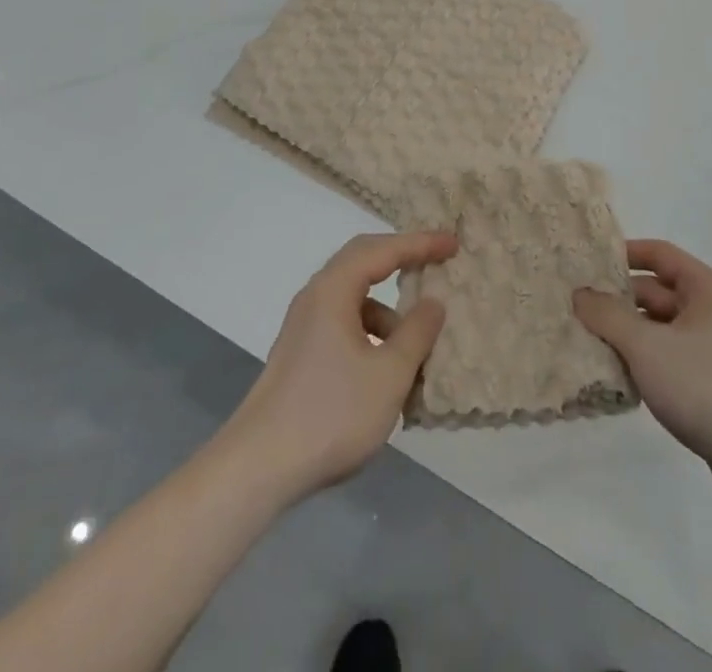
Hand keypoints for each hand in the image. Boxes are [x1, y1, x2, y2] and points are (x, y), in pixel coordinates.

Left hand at [222, 231, 456, 504]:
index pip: (382, 250)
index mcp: (334, 290)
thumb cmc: (331, 413)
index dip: (420, 243)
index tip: (452, 243)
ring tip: (418, 343)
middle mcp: (316, 296)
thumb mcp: (389, 375)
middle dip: (402, 260)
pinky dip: (372, 334)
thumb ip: (416, 333)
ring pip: (355, 299)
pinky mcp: (301, 352)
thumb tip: (433, 301)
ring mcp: (305, 325)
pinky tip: (387, 371)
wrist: (259, 466)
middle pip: (363, 261)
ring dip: (388, 310)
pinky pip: (345, 324)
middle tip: (436, 263)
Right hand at [574, 239, 711, 473]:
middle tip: (576, 307)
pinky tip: (616, 374)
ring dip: (627, 332)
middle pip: (656, 291)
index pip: (659, 253)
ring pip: (659, 327)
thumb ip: (608, 316)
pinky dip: (643, 359)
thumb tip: (579, 294)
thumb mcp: (646, 346)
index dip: (624, 253)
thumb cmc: (704, 388)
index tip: (588, 262)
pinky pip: (668, 356)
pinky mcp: (711, 382)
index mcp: (705, 289)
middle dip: (618, 299)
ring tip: (587, 340)